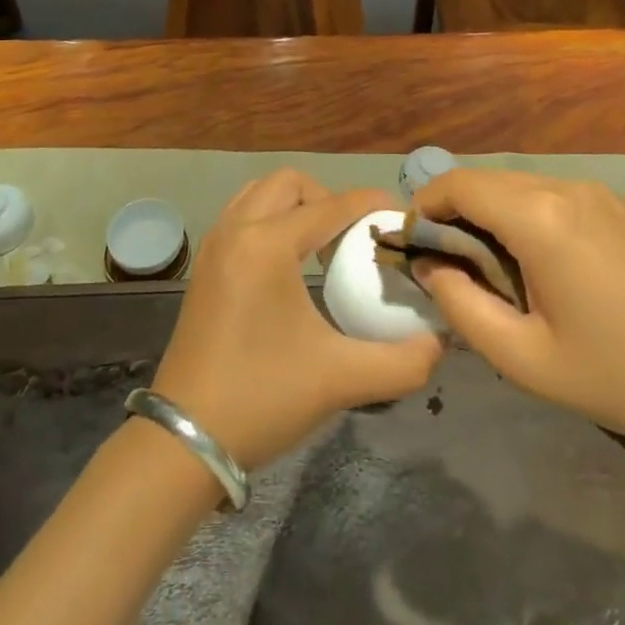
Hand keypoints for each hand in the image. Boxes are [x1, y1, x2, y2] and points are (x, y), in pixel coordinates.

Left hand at [151, 170, 443, 472]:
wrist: (184, 441)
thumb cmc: (262, 399)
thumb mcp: (340, 380)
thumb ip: (402, 361)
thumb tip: (440, 343)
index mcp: (267, 244)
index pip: (331, 206)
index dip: (371, 204)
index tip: (401, 215)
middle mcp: (237, 229)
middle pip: (290, 183)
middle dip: (328, 198)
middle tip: (353, 236)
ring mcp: (214, 245)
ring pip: (260, 193)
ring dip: (295, 205)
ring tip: (322, 246)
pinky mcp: (204, 265)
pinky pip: (241, 215)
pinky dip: (269, 220)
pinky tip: (288, 264)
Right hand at [412, 169, 624, 464]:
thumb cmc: (622, 376)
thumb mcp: (526, 359)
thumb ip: (462, 308)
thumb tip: (432, 267)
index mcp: (540, 217)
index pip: (460, 184)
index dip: (425, 204)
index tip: (412, 243)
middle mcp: (567, 187)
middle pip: (489, 180)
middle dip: (456, 211)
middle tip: (447, 263)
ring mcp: (600, 192)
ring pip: (522, 186)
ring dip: (493, 213)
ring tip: (493, 268)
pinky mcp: (622, 206)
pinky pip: (556, 196)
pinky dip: (528, 215)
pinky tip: (544, 264)